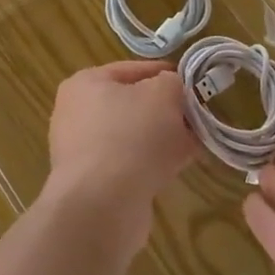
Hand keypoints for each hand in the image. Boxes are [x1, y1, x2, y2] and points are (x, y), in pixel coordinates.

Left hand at [44, 61, 197, 259]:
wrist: (103, 205)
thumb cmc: (131, 135)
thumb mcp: (163, 94)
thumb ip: (172, 83)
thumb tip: (172, 90)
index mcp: (85, 83)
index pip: (133, 69)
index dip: (166, 74)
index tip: (195, 84)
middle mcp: (77, 114)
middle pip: (133, 104)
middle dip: (167, 110)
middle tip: (197, 116)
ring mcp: (83, 151)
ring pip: (134, 136)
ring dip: (164, 138)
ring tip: (195, 143)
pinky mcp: (94, 183)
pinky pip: (130, 163)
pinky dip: (153, 163)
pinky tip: (179, 167)